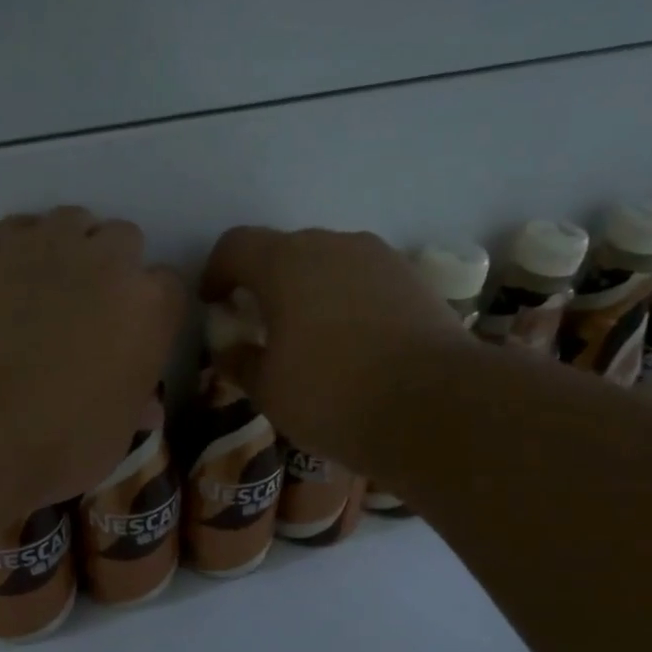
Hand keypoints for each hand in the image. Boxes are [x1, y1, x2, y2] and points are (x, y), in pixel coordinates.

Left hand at [0, 207, 185, 507]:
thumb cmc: (57, 442)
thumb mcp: (113, 439)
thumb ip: (132, 407)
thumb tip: (143, 404)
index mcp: (150, 309)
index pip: (171, 288)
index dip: (153, 311)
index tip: (136, 335)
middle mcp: (109, 262)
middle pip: (125, 240)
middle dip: (114, 268)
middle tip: (90, 310)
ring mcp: (49, 245)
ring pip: (74, 221)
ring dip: (71, 247)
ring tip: (49, 287)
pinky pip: (21, 227)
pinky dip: (22, 247)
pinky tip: (9, 281)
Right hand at [200, 225, 461, 471]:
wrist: (436, 406)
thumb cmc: (333, 396)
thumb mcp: (268, 390)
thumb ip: (239, 361)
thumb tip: (230, 349)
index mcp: (285, 263)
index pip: (235, 245)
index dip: (216, 272)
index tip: (214, 305)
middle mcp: (332, 245)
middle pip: (283, 251)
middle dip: (264, 283)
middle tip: (260, 326)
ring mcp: (379, 259)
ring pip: (328, 264)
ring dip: (308, 291)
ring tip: (309, 338)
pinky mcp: (414, 280)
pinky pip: (363, 281)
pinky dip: (346, 301)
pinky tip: (352, 343)